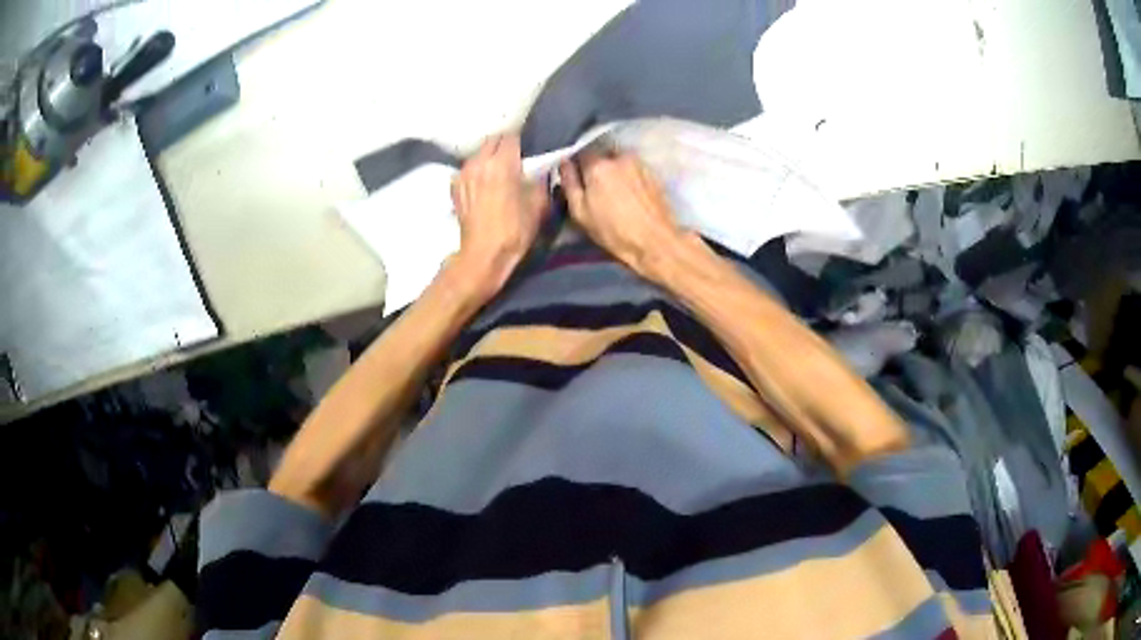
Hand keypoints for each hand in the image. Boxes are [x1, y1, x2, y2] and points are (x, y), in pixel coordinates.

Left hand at [450, 133, 547, 298]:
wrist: (483, 255)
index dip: (522, 140)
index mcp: (503, 163)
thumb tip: (542, 169)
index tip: (529, 147)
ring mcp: (464, 173)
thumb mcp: (538, 205)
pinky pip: (467, 168)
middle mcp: (480, 162)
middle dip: (504, 145)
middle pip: (492, 141)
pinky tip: (484, 182)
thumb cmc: (514, 231)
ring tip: (499, 169)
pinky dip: (476, 170)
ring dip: (489, 156)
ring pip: (478, 153)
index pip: (512, 137)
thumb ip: (541, 181)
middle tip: (515, 156)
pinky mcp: (455, 186)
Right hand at [559, 153, 685, 280]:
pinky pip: (634, 168)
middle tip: (595, 186)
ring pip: (619, 160)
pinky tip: (629, 193)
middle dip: (596, 166)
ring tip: (614, 190)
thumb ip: (569, 184)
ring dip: (614, 170)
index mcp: (597, 166)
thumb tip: (564, 164)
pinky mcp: (653, 173)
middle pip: (602, 153)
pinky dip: (628, 176)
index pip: (581, 152)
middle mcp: (619, 157)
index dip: (577, 165)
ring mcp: (639, 163)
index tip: (577, 179)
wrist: (655, 241)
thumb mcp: (581, 213)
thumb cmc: (613, 231)